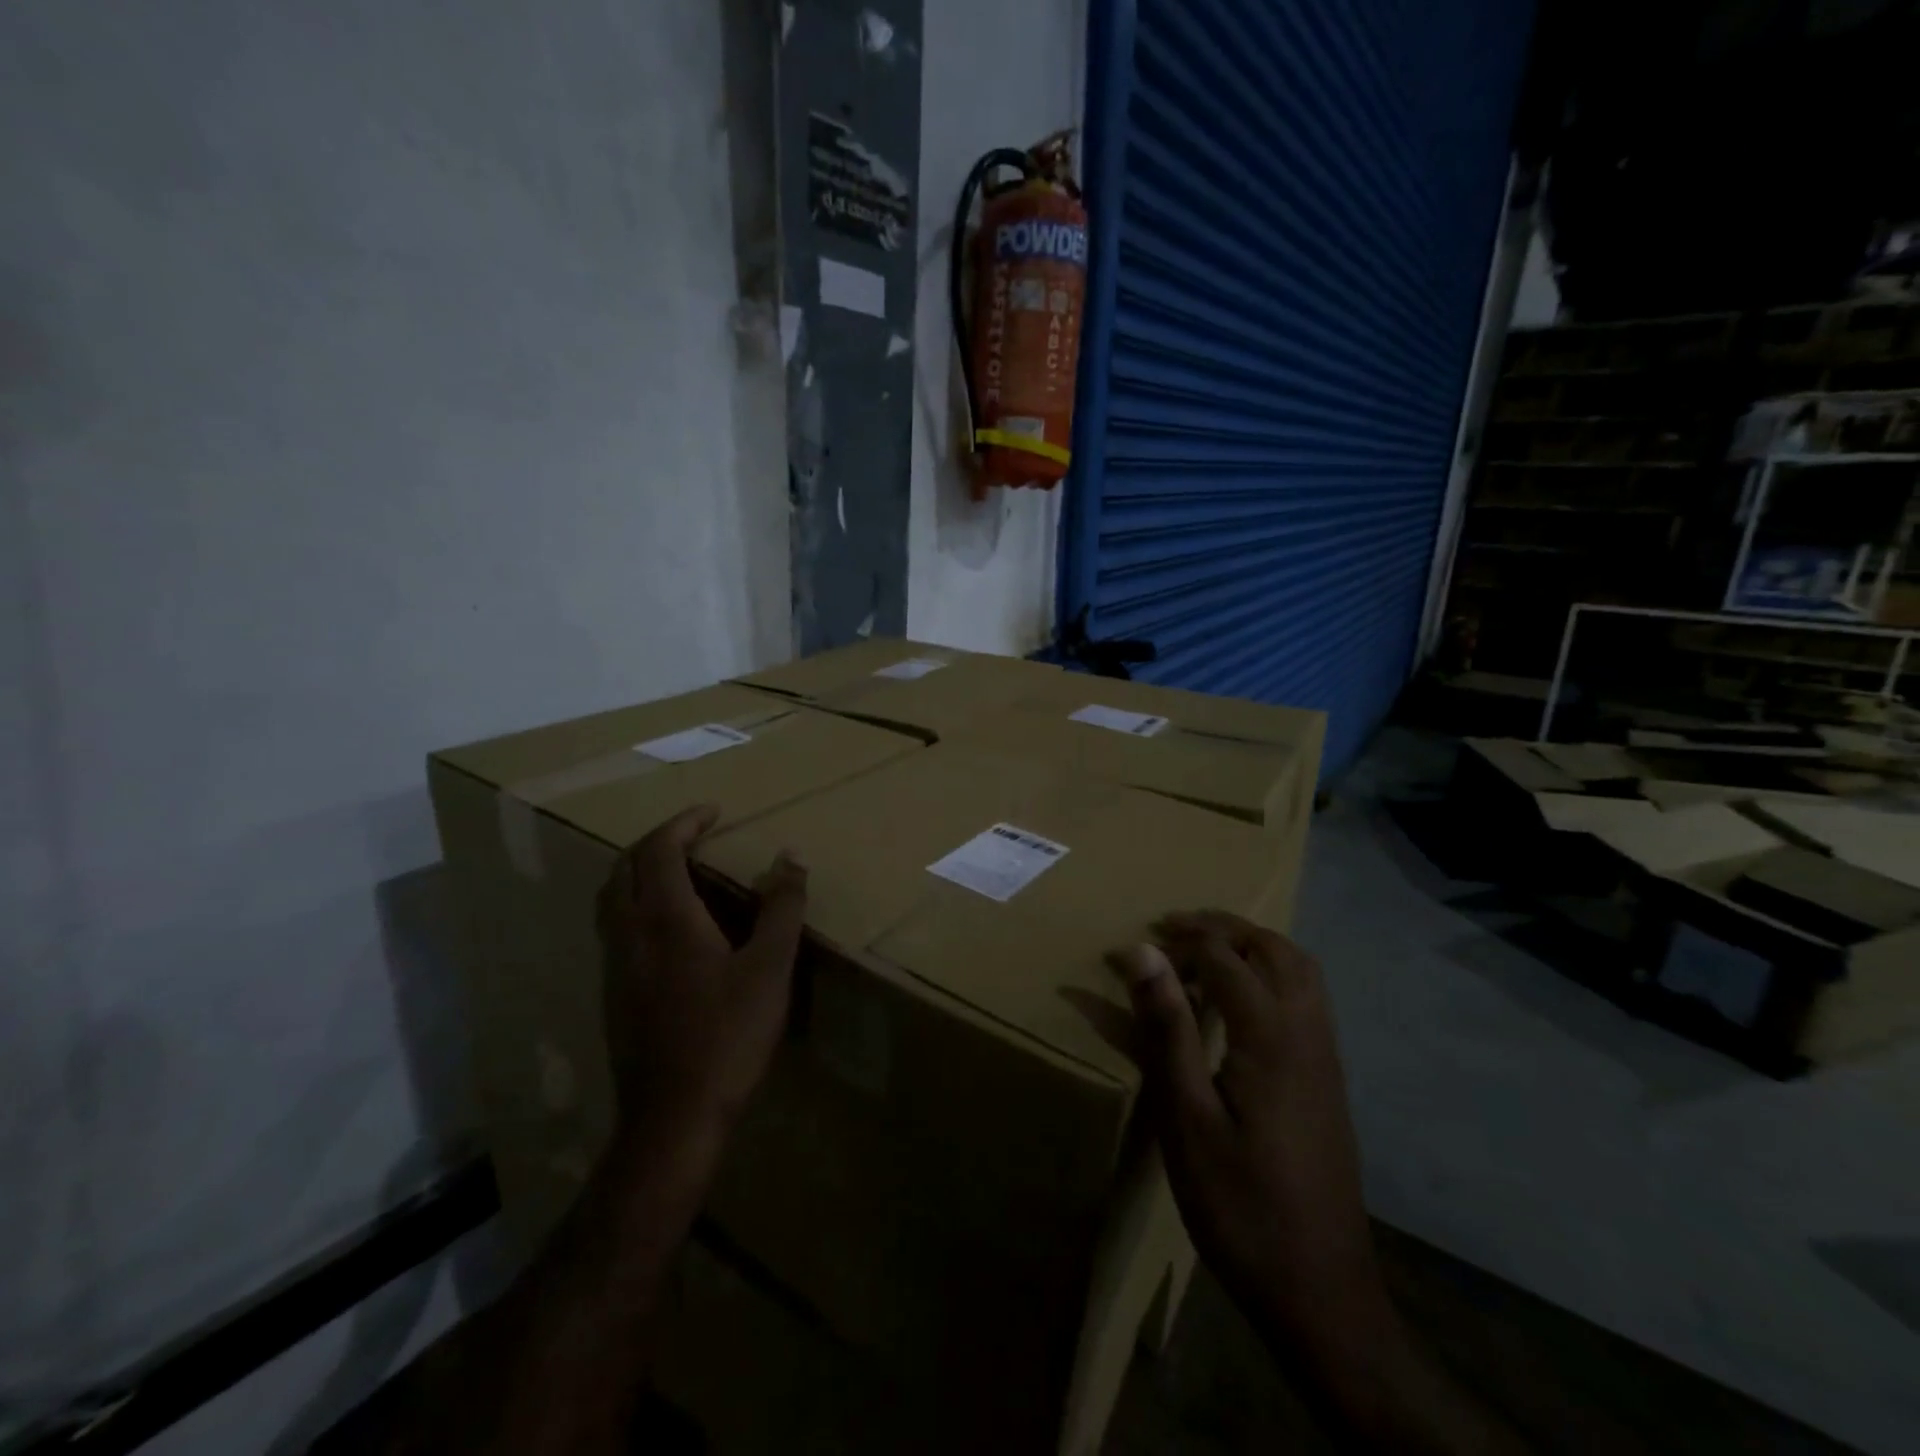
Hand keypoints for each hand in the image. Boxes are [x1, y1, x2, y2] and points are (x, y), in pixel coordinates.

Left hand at [597, 804, 807, 1145]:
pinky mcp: (614, 996)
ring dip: (640, 871)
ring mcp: (615, 967)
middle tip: (692, 834)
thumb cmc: (727, 1036)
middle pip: (623, 867)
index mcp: (665, 920)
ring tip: (678, 871)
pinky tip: (669, 929)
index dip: (684, 822)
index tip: (713, 811)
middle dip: (656, 841)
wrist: (672, 1118)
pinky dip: (636, 904)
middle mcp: (629, 935)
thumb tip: (791, 856)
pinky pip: (615, 928)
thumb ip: (782, 908)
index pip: (659, 849)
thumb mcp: (770, 968)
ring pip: (611, 899)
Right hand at [1116, 912, 1390, 1371]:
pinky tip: (1240, 1005)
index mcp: (1271, 1036)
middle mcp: (1308, 1033)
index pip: (1226, 957)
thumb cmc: (1240, 1204)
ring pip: (1300, 971)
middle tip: (1175, 929)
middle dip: (1224, 927)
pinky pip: (1307, 999)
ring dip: (1253, 946)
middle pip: (1275, 949)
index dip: (1181, 939)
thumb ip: (1167, 1027)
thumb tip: (1142, 952)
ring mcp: (1326, 1058)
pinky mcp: (1329, 1081)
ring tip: (1205, 955)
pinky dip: (1273, 975)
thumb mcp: (1186, 1116)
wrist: (1321, 1291)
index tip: (1138, 940)